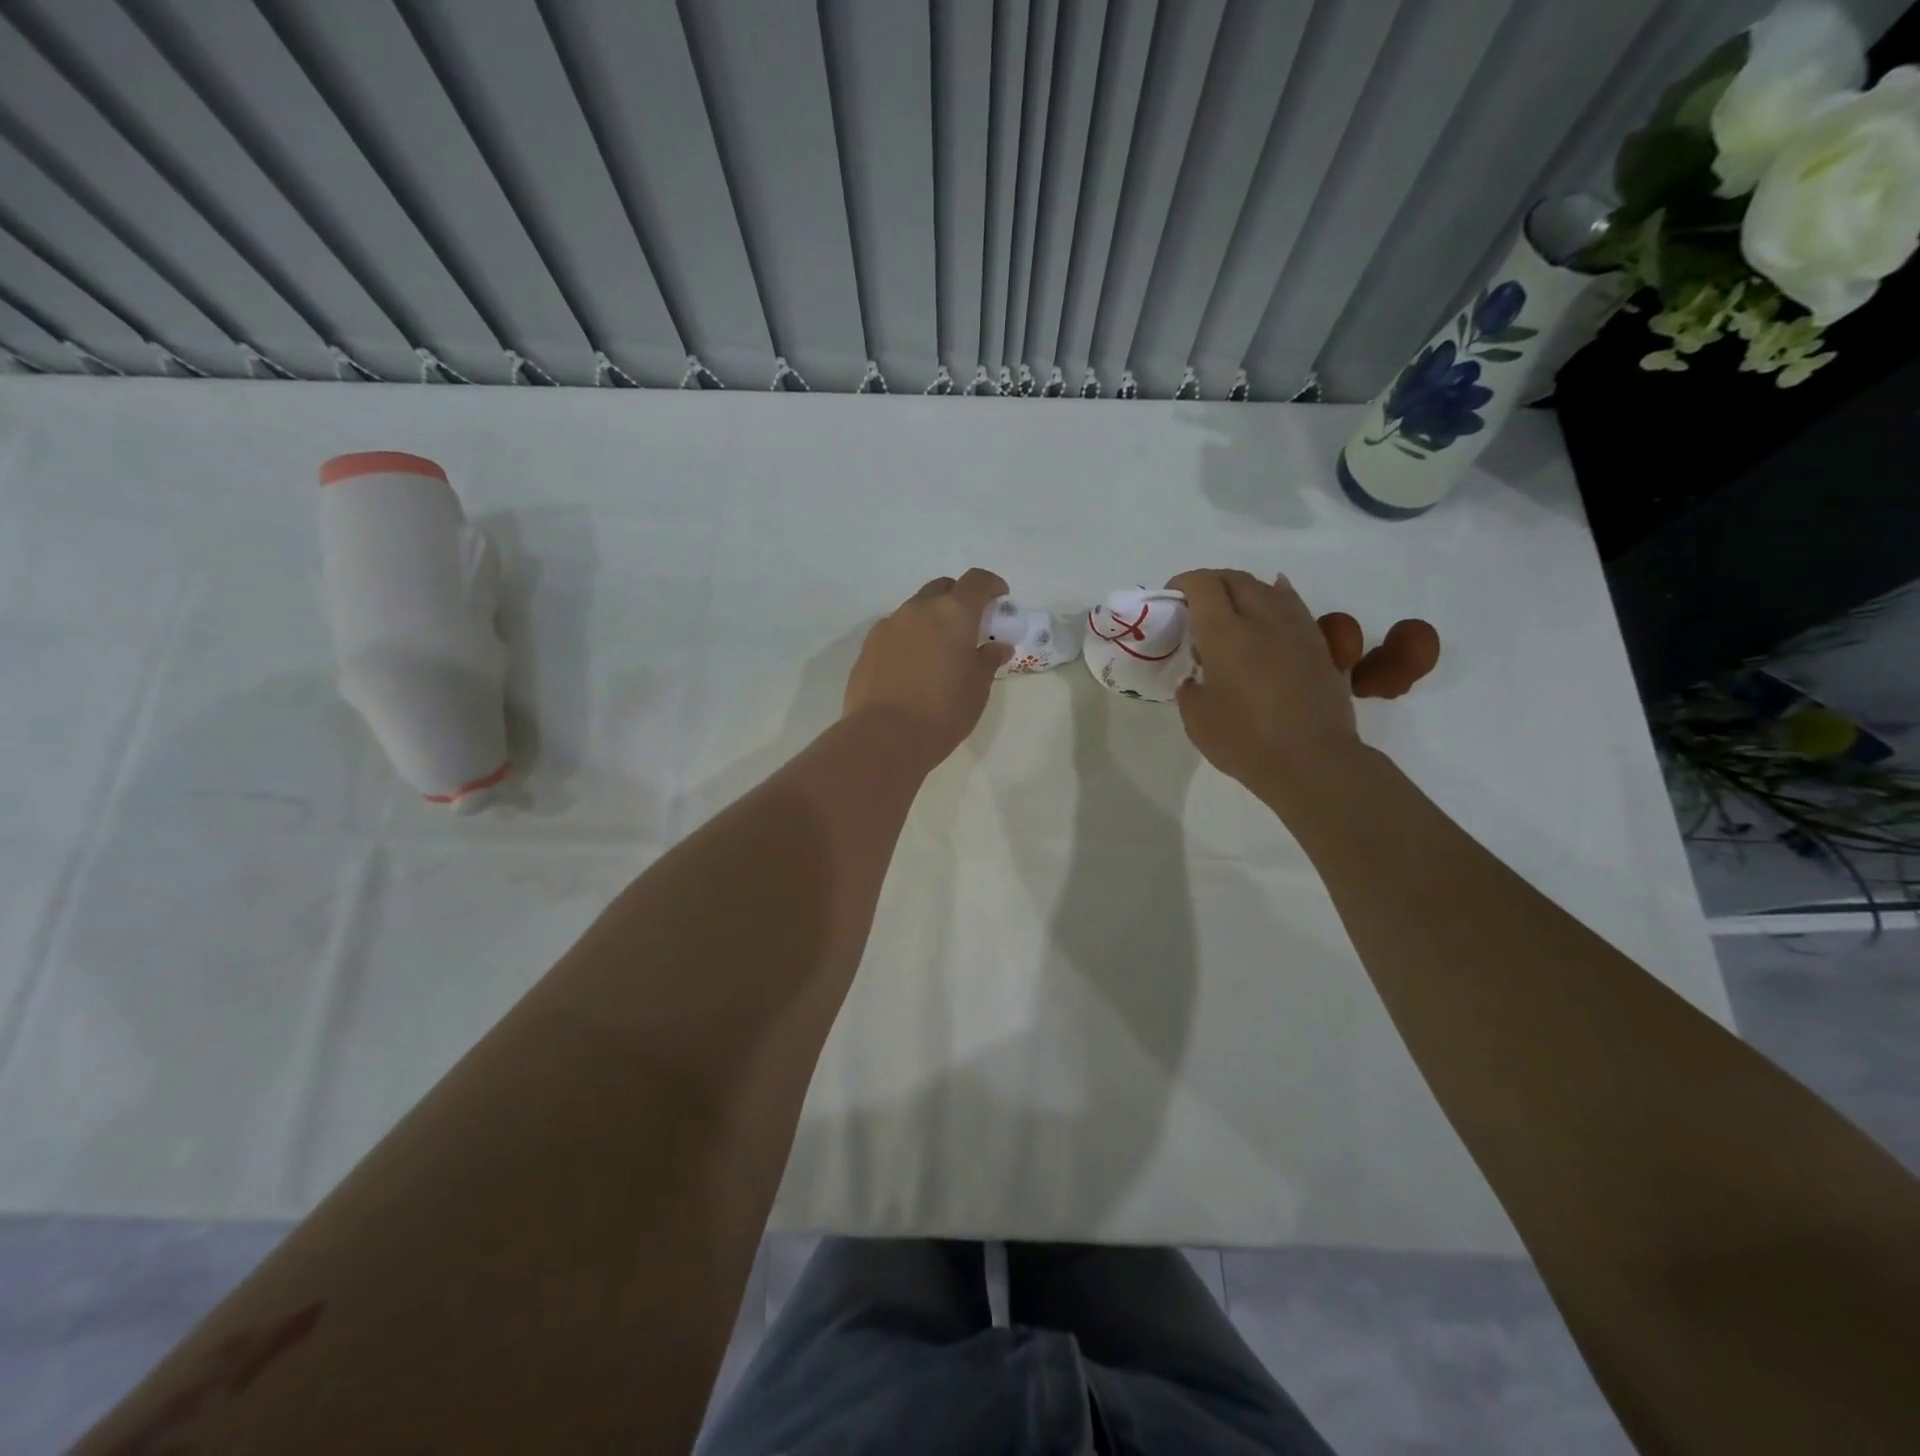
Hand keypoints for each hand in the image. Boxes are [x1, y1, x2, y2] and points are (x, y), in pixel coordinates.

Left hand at [844, 569, 1013, 765]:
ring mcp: (889, 625)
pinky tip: (912, 666)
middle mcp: (919, 609)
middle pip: (942, 588)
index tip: (1000, 599)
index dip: (991, 585)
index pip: (976, 581)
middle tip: (969, 627)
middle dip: (958, 599)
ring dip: (931, 620)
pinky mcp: (868, 646)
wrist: (885, 737)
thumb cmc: (943, 712)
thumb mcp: (977, 689)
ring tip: (939, 651)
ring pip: (916, 609)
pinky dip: (909, 638)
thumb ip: (988, 660)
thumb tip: (997, 647)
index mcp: (953, 613)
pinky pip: (895, 631)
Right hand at [1168, 569, 1363, 806]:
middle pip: (1236, 579)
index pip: (1203, 585)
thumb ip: (1190, 690)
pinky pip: (1294, 606)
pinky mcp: (1319, 645)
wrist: (1313, 762)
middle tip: (1197, 604)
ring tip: (1232, 608)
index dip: (1184, 583)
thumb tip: (1196, 679)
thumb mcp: (1196, 720)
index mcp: (1225, 634)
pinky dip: (1277, 598)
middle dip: (1211, 582)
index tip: (1172, 598)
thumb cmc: (1246, 742)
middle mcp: (1262, 620)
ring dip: (1244, 589)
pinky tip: (1272, 606)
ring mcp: (1296, 629)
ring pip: (1268, 588)